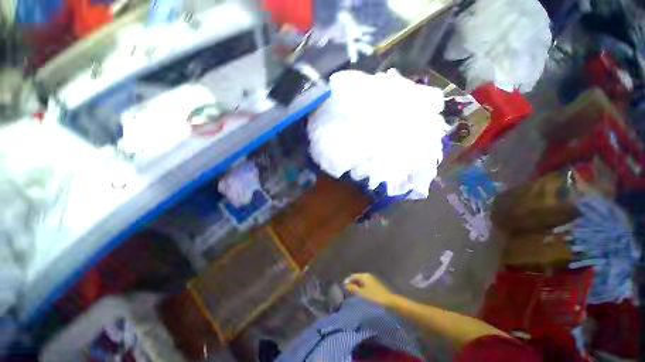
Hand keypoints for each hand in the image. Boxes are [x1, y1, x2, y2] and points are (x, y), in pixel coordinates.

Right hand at [344, 273, 396, 306]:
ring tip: (353, 295)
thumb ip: (352, 289)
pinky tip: (361, 295)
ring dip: (356, 287)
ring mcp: (372, 280)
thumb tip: (345, 285)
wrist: (390, 302)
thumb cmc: (374, 297)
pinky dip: (361, 289)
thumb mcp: (361, 294)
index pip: (352, 276)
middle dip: (352, 284)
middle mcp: (367, 276)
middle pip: (356, 278)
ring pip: (361, 282)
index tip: (343, 290)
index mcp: (364, 275)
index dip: (347, 282)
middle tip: (347, 293)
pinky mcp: (375, 285)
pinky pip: (365, 285)